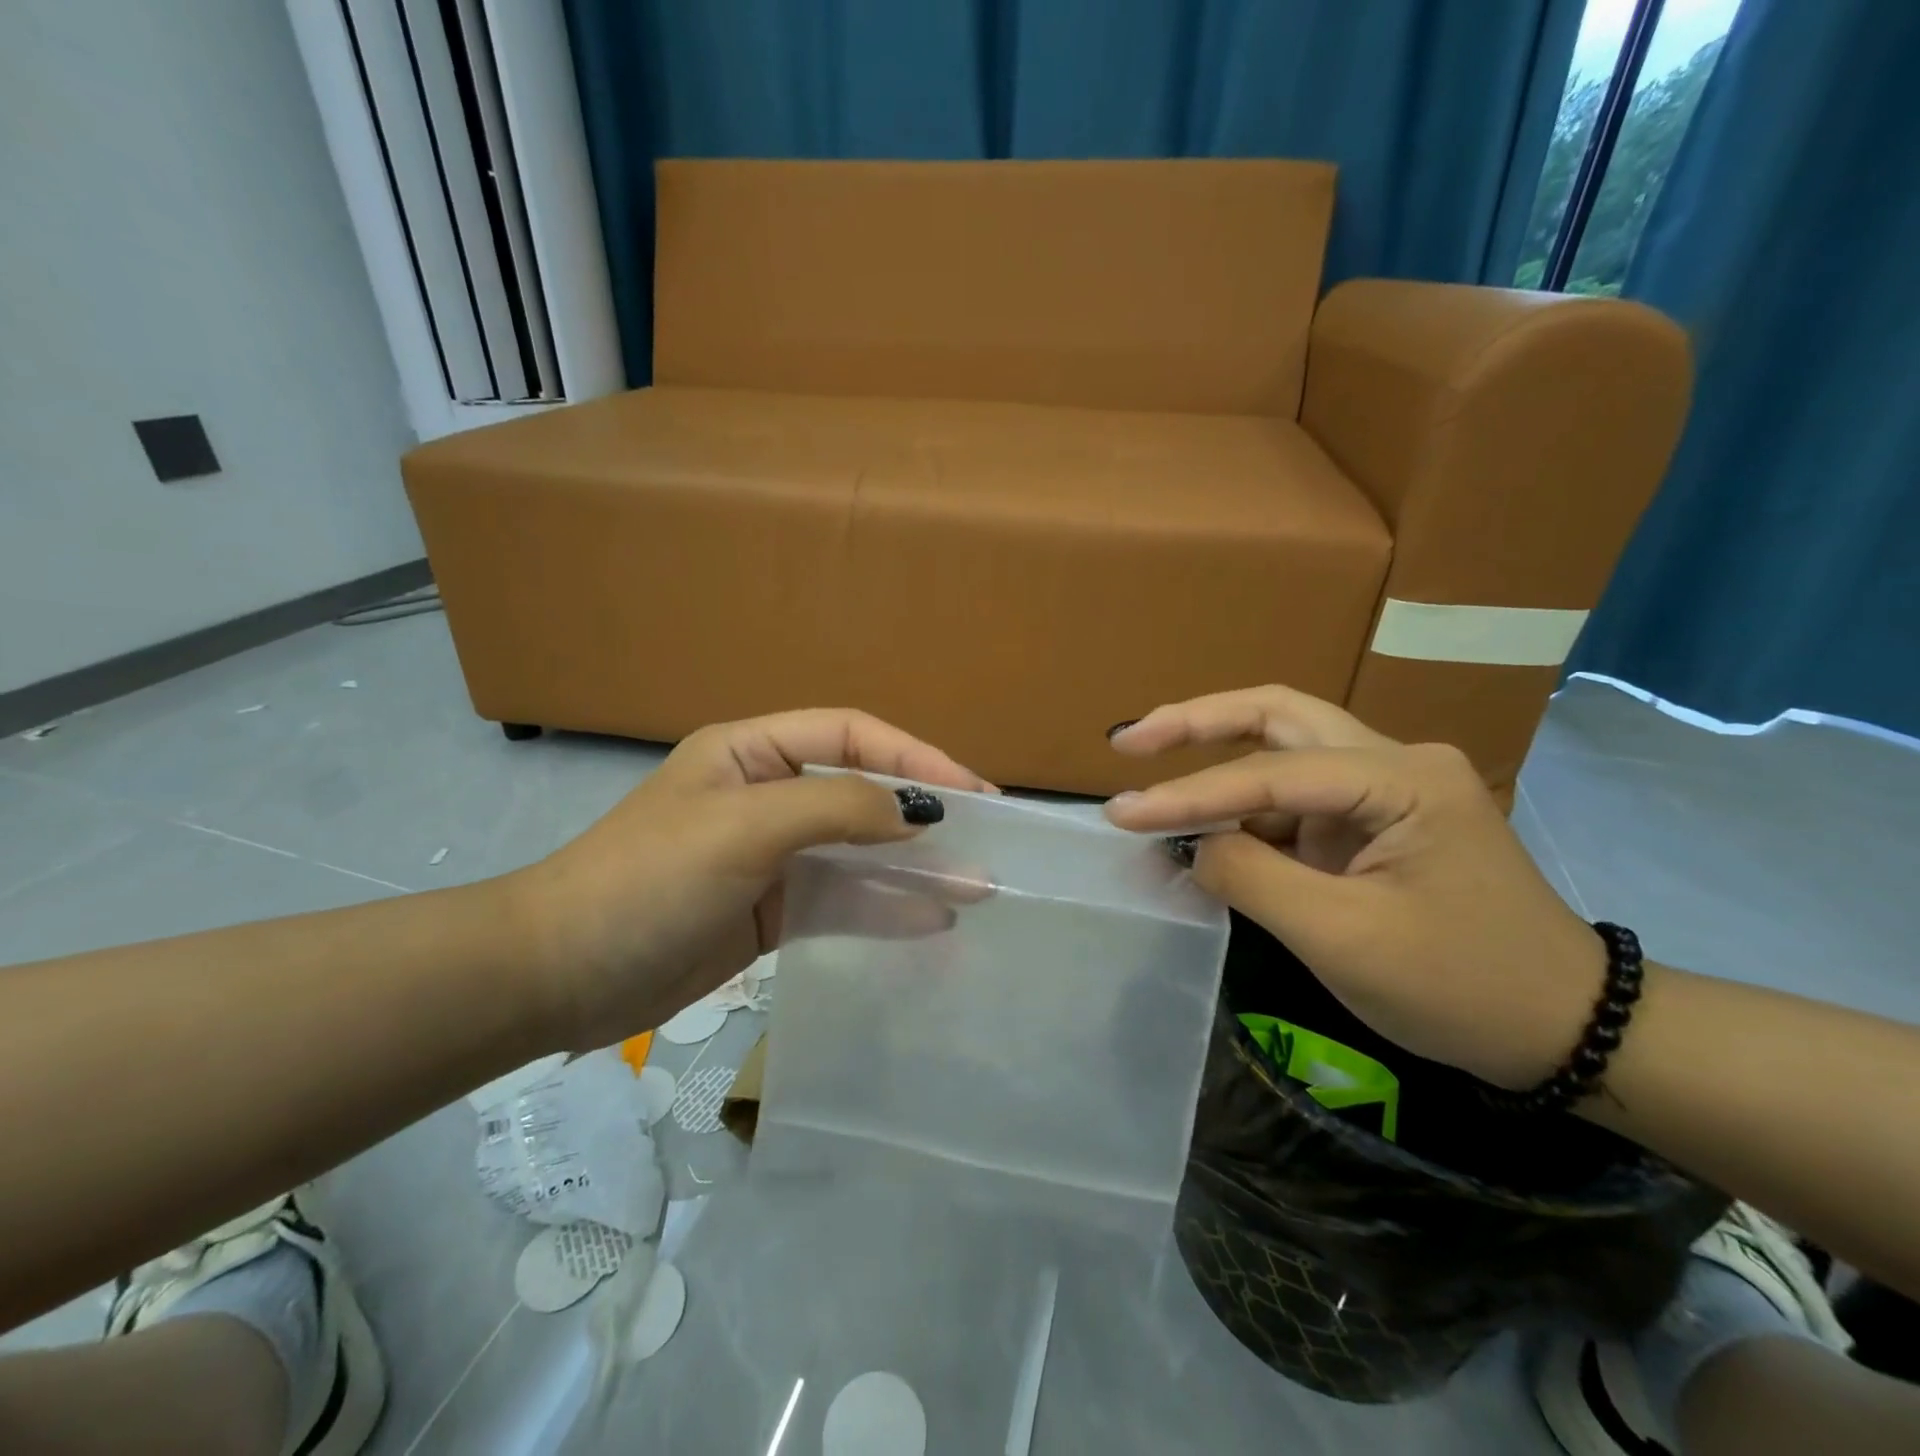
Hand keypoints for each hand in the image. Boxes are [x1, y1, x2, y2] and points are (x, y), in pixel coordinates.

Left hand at [506, 710, 990, 1049]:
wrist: (559, 977)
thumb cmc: (648, 879)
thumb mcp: (742, 827)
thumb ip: (833, 807)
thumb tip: (913, 814)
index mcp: (753, 752)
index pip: (851, 736)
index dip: (915, 755)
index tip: (971, 792)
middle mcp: (768, 795)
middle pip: (861, 792)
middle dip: (922, 814)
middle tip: (986, 837)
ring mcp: (772, 857)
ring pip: (858, 852)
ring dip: (912, 866)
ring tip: (976, 884)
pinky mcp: (772, 911)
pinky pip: (840, 901)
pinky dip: (883, 908)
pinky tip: (930, 920)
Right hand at [1105, 686, 1604, 1088]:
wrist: (1565, 1031)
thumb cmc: (1461, 986)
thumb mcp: (1342, 938)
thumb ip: (1251, 878)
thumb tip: (1192, 845)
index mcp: (1401, 779)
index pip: (1270, 773)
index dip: (1188, 794)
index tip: (1120, 812)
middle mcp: (1393, 762)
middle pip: (1277, 717)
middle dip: (1197, 723)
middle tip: (1130, 742)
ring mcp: (1383, 792)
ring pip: (1281, 754)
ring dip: (1213, 769)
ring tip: (1149, 790)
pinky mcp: (1371, 824)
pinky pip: (1291, 804)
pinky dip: (1240, 816)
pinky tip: (1200, 837)